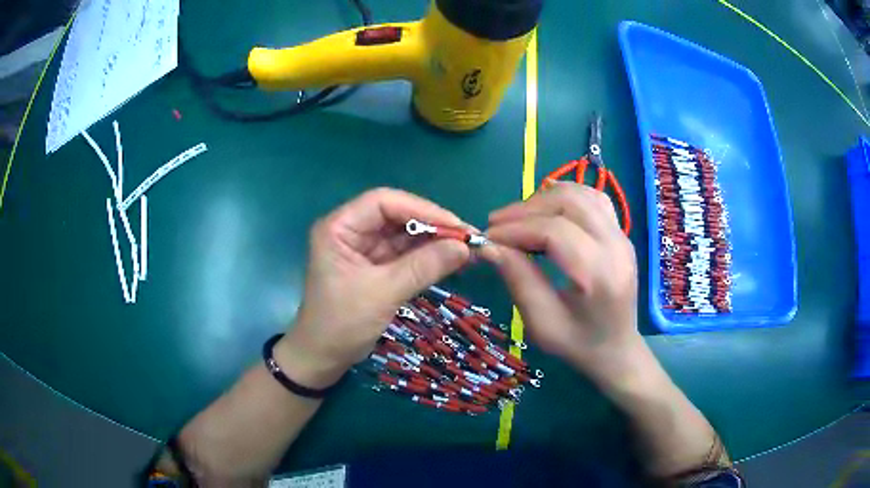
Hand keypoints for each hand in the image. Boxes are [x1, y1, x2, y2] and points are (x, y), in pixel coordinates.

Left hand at [276, 188, 471, 387]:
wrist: (324, 358)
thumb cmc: (342, 324)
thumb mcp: (383, 293)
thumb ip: (423, 267)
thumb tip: (465, 248)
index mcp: (339, 227)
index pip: (383, 202)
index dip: (422, 209)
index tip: (456, 226)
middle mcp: (351, 231)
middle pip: (397, 215)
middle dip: (433, 226)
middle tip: (468, 239)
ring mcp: (364, 249)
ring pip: (404, 235)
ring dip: (435, 242)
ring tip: (468, 250)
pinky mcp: (375, 266)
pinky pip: (405, 254)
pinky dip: (428, 257)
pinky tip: (452, 261)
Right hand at [480, 182, 640, 382]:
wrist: (616, 349)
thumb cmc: (578, 344)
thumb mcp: (542, 323)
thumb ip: (518, 280)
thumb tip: (490, 245)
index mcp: (600, 275)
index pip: (555, 231)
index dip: (516, 229)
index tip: (488, 237)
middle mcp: (616, 246)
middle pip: (568, 203)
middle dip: (526, 209)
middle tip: (497, 225)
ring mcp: (622, 235)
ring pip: (580, 193)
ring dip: (543, 199)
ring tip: (518, 219)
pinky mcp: (621, 232)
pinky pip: (592, 198)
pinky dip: (564, 196)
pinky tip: (546, 211)